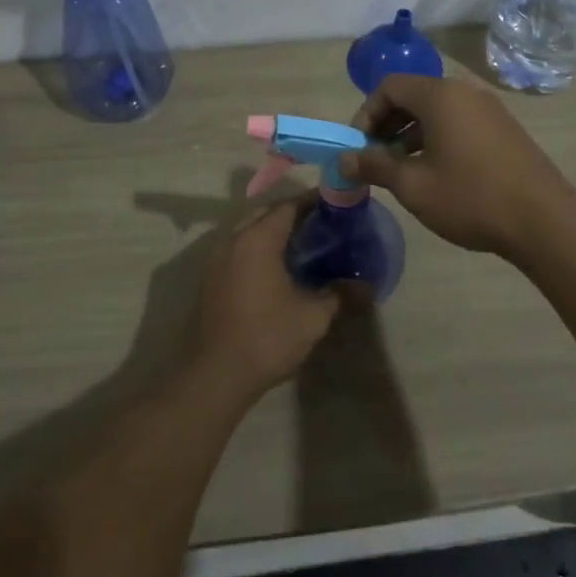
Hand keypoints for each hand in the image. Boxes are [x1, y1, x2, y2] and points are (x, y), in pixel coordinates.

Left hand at [190, 197, 341, 402]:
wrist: (215, 374)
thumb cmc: (266, 338)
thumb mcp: (312, 317)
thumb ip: (339, 295)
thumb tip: (366, 285)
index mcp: (258, 239)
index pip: (288, 206)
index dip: (312, 202)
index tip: (335, 204)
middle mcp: (233, 239)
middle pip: (264, 213)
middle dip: (291, 212)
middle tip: (320, 222)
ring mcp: (216, 258)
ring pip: (247, 229)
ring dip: (270, 229)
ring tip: (300, 242)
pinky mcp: (209, 277)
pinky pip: (236, 247)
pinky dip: (256, 246)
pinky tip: (274, 266)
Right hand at [339, 74, 575, 260]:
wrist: (544, 221)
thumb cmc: (471, 198)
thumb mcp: (413, 186)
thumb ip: (374, 166)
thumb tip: (343, 159)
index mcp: (440, 96)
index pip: (389, 86)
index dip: (366, 113)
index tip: (358, 147)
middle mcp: (465, 92)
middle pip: (413, 95)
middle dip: (387, 124)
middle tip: (375, 159)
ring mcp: (489, 109)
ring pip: (437, 110)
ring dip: (411, 134)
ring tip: (402, 171)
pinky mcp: (504, 129)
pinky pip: (459, 122)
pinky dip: (438, 138)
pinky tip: (436, 173)